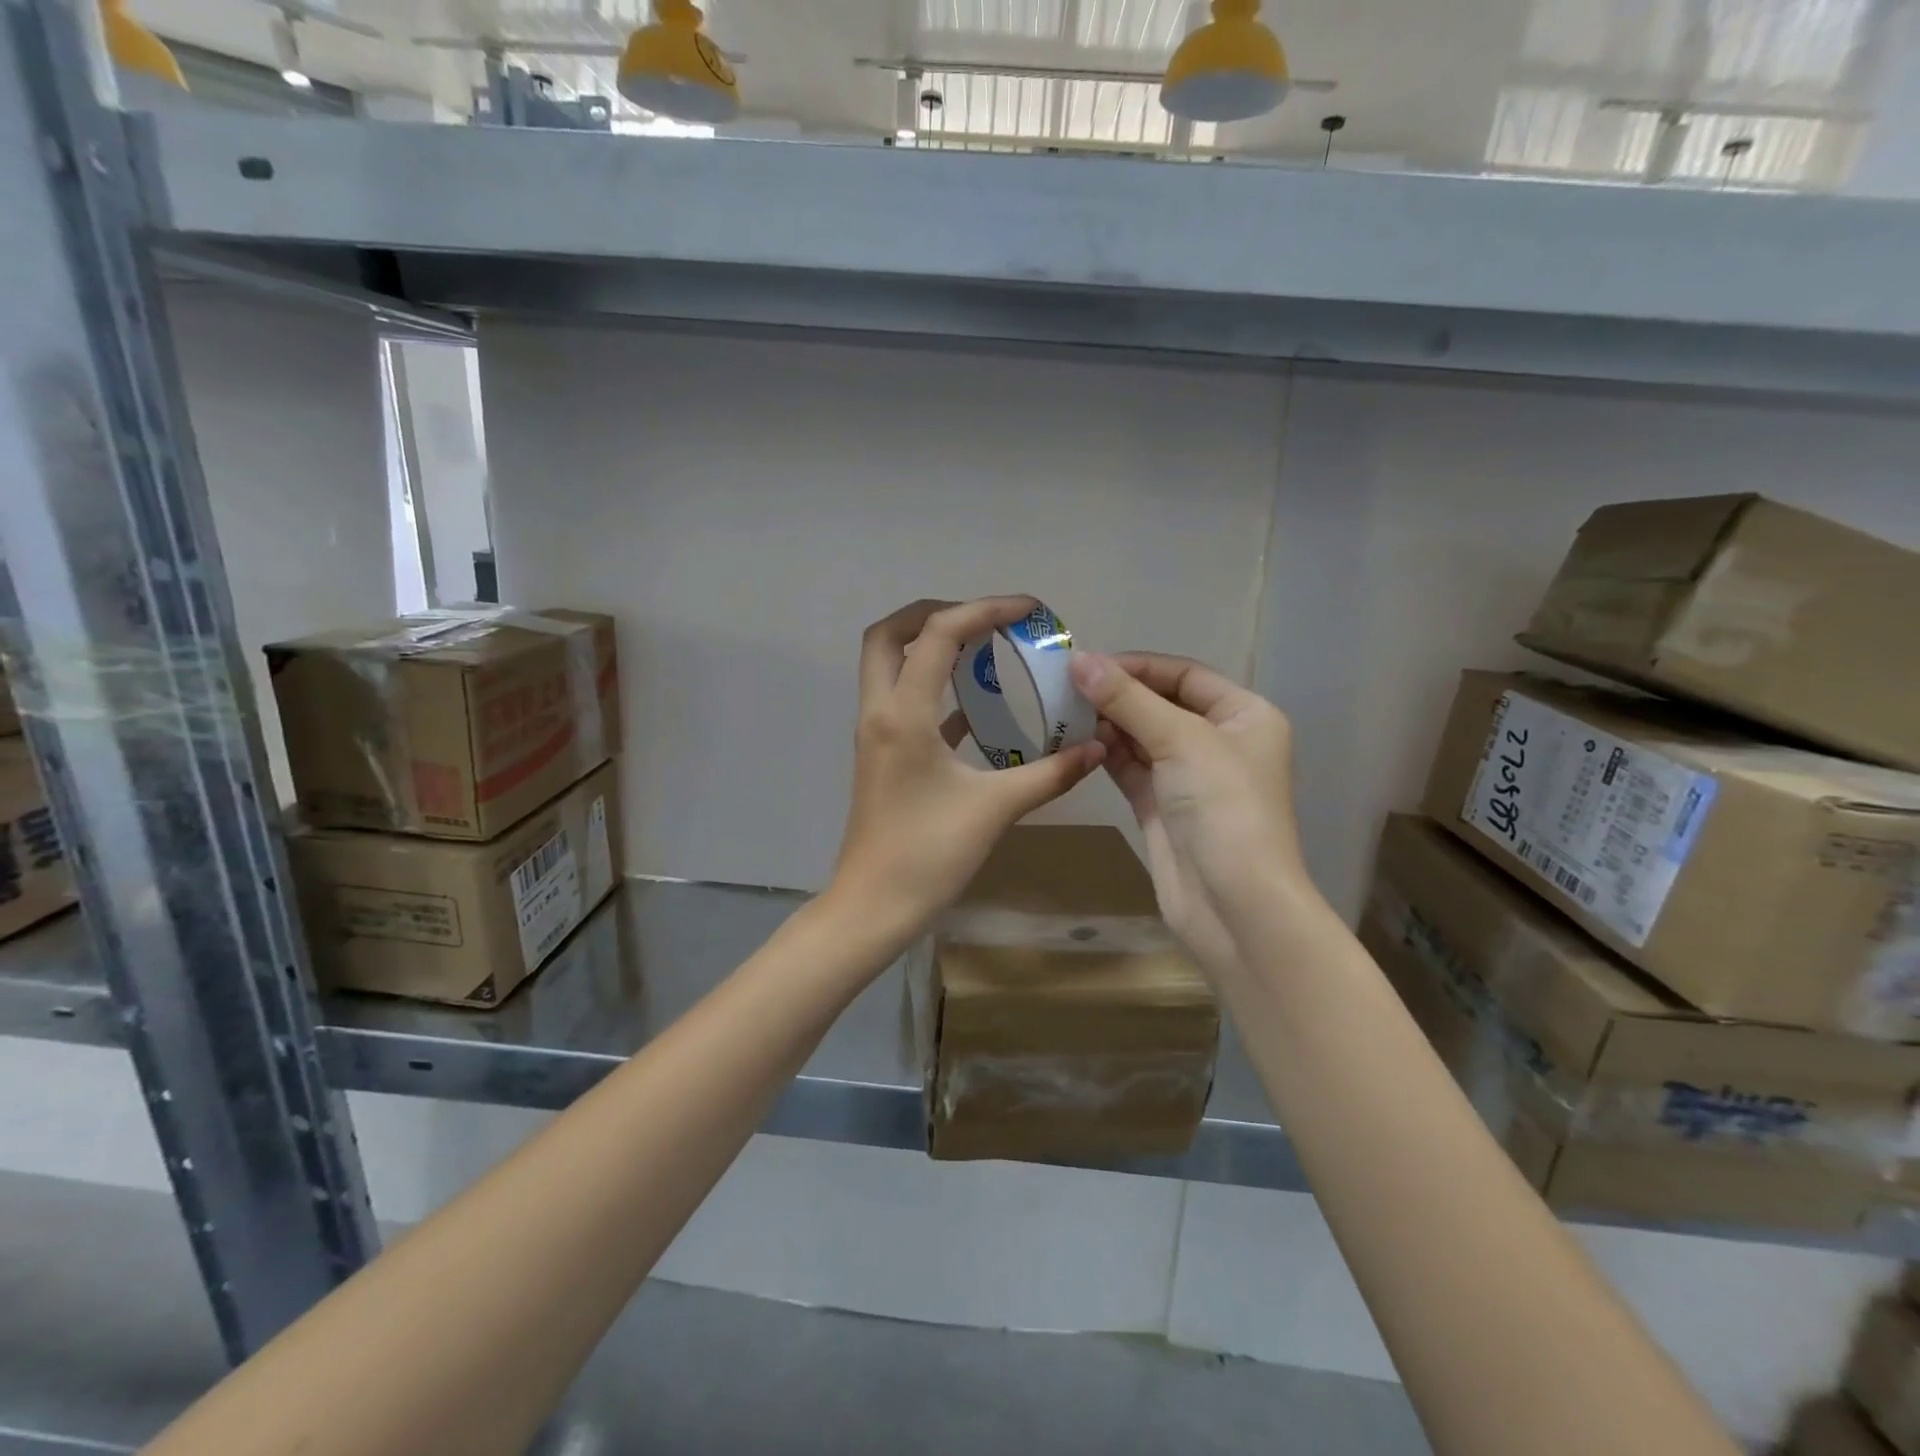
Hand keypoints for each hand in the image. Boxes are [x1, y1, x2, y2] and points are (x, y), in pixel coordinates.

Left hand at [831, 597, 1105, 940]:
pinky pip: (902, 701)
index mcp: (903, 714)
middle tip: (984, 621)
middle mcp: (880, 712)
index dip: (984, 609)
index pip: (938, 634)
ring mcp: (875, 734)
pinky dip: (933, 688)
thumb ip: (1049, 774)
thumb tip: (1096, 748)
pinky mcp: (882, 756)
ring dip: (929, 646)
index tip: (1028, 610)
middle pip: (888, 634)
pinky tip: (974, 706)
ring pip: (888, 665)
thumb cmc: (928, 855)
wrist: (874, 906)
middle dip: (935, 613)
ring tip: (983, 651)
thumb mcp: (995, 810)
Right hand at [1069, 651, 1311, 978]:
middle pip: (1162, 704)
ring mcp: (1190, 777)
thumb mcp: (1180, 740)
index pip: (1185, 675)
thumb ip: (1128, 699)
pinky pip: (1131, 768)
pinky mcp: (1163, 807)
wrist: (1233, 904)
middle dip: (1118, 695)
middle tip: (1065, 687)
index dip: (1138, 666)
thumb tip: (1079, 660)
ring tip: (1063, 710)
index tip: (1087, 664)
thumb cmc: (1223, 807)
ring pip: (1142, 737)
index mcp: (1245, 715)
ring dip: (1107, 724)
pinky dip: (1106, 754)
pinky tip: (1075, 741)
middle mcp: (1220, 741)